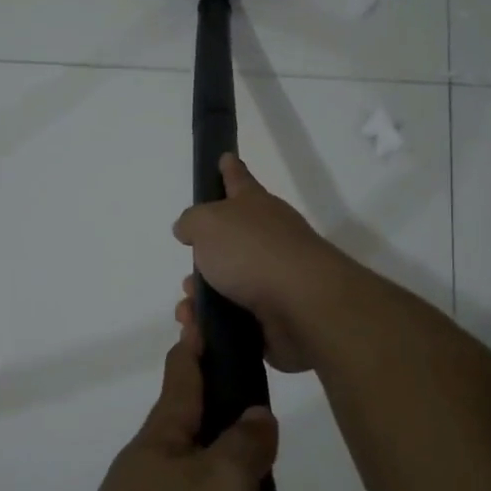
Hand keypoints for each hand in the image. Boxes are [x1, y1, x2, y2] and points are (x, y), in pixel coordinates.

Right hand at [171, 154, 350, 373]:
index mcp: (255, 207)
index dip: (229, 170)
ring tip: (189, 312)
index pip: (239, 180)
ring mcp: (273, 280)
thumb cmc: (253, 252)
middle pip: (228, 243)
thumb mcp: (209, 223)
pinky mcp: (274, 318)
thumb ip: (192, 222)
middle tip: (189, 277)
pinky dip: (212, 327)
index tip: (225, 157)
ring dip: (201, 300)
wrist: (302, 306)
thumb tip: (188, 229)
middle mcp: (267, 239)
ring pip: (226, 287)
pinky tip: (199, 333)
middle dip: (202, 261)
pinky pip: (233, 321)